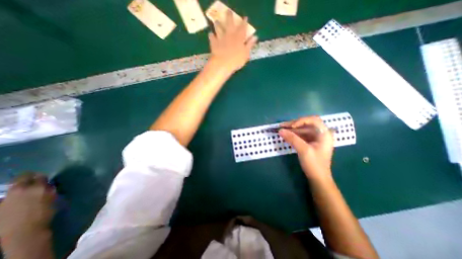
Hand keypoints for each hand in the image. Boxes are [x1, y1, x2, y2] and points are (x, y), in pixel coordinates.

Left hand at [0, 174, 54, 237]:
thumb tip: (47, 185)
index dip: (42, 177)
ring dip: (20, 187)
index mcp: (37, 187)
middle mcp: (20, 190)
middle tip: (34, 181)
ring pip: (13, 187)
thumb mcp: (52, 199)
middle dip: (28, 178)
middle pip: (22, 178)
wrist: (23, 232)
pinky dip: (12, 196)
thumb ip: (48, 190)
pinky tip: (17, 201)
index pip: (39, 176)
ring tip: (25, 192)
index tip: (44, 179)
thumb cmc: (43, 214)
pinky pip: (6, 197)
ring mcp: (6, 198)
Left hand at [209, 10, 257, 72]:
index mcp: (239, 37)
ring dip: (218, 24)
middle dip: (230, 17)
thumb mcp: (246, 54)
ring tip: (217, 21)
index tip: (245, 18)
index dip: (244, 22)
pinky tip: (210, 34)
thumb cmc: (236, 61)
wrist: (223, 64)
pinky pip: (211, 37)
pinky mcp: (214, 43)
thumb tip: (255, 37)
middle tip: (229, 12)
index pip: (243, 27)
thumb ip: (250, 45)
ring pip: (219, 28)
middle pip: (230, 23)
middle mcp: (230, 35)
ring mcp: (221, 38)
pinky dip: (211, 35)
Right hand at [278, 116, 331, 180]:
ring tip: (281, 130)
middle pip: (306, 124)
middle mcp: (321, 134)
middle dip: (294, 124)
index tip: (291, 127)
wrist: (318, 178)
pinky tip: (286, 135)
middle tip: (282, 126)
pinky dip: (293, 134)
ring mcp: (315, 138)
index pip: (313, 120)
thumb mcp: (303, 150)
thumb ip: (292, 139)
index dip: (301, 121)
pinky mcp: (310, 142)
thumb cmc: (314, 164)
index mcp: (324, 134)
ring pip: (302, 129)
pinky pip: (301, 135)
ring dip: (292, 129)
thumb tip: (280, 130)